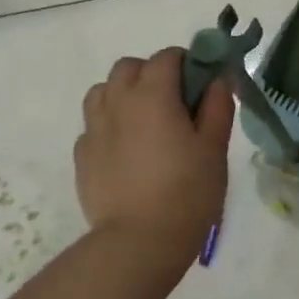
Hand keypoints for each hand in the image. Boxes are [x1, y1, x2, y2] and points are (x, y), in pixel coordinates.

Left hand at [74, 47, 235, 289]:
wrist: (139, 242)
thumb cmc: (187, 190)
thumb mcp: (214, 147)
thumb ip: (217, 106)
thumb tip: (217, 79)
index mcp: (152, 94)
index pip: (168, 57)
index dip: (188, 63)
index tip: (202, 86)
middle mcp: (117, 102)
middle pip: (129, 67)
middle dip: (152, 73)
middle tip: (175, 103)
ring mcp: (94, 129)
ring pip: (103, 91)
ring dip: (124, 94)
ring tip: (145, 122)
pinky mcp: (82, 155)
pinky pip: (94, 124)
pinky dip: (110, 125)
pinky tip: (128, 151)